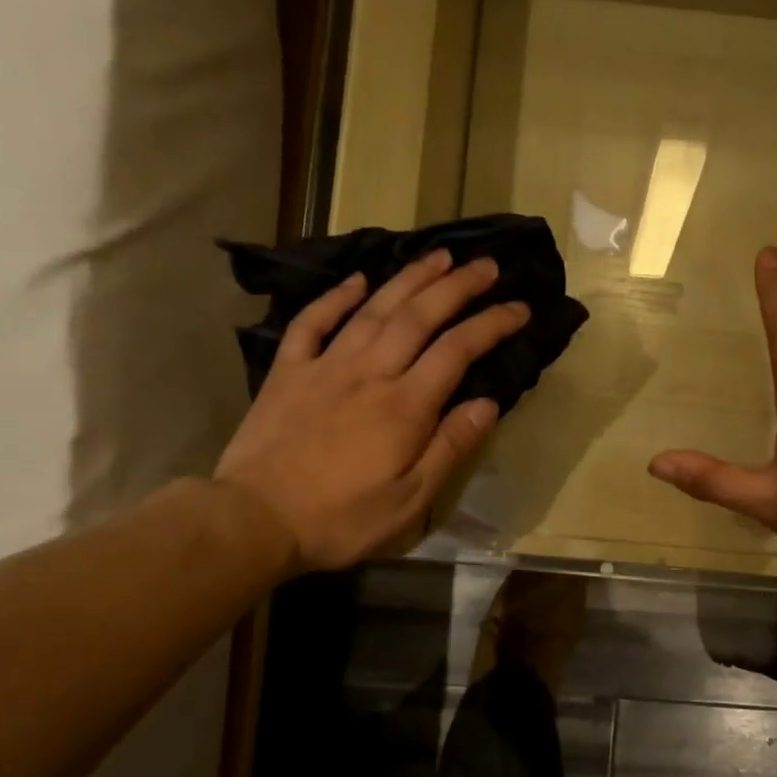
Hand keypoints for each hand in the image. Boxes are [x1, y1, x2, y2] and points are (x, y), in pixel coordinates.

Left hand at [214, 251, 528, 574]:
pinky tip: (356, 279)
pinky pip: (313, 322)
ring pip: (373, 309)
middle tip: (487, 264)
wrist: (256, 520)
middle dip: (458, 286)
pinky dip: (335, 297)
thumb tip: (488, 404)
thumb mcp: (409, 501)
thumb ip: (449, 448)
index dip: (492, 324)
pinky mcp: (288, 372)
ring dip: (409, 278)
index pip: (457, 351)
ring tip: (439, 256)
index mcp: (404, 406)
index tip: (520, 307)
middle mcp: (369, 372)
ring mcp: (325, 366)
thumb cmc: (341, 519)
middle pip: (419, 316)